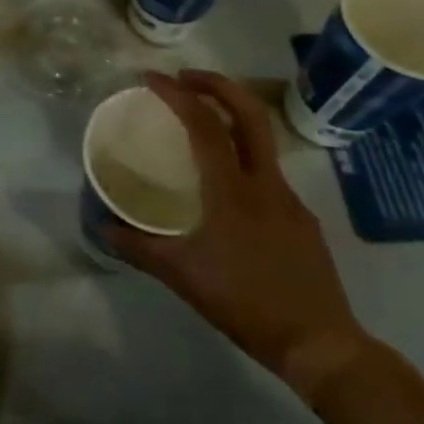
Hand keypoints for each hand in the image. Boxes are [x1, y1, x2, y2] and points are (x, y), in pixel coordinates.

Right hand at [110, 69, 372, 401]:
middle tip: (185, 78)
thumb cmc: (245, 303)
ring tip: (200, 122)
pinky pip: (268, 171)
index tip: (152, 78)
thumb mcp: (181, 276)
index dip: (177, 94)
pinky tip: (225, 186)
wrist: (320, 345)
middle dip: (217, 84)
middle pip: (249, 112)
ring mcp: (289, 198)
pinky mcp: (302, 217)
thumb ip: (139, 247)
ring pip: (262, 139)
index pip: (204, 124)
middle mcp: (265, 182)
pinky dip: (242, 156)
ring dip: (231, 116)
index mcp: (232, 190)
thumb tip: (103, 227)